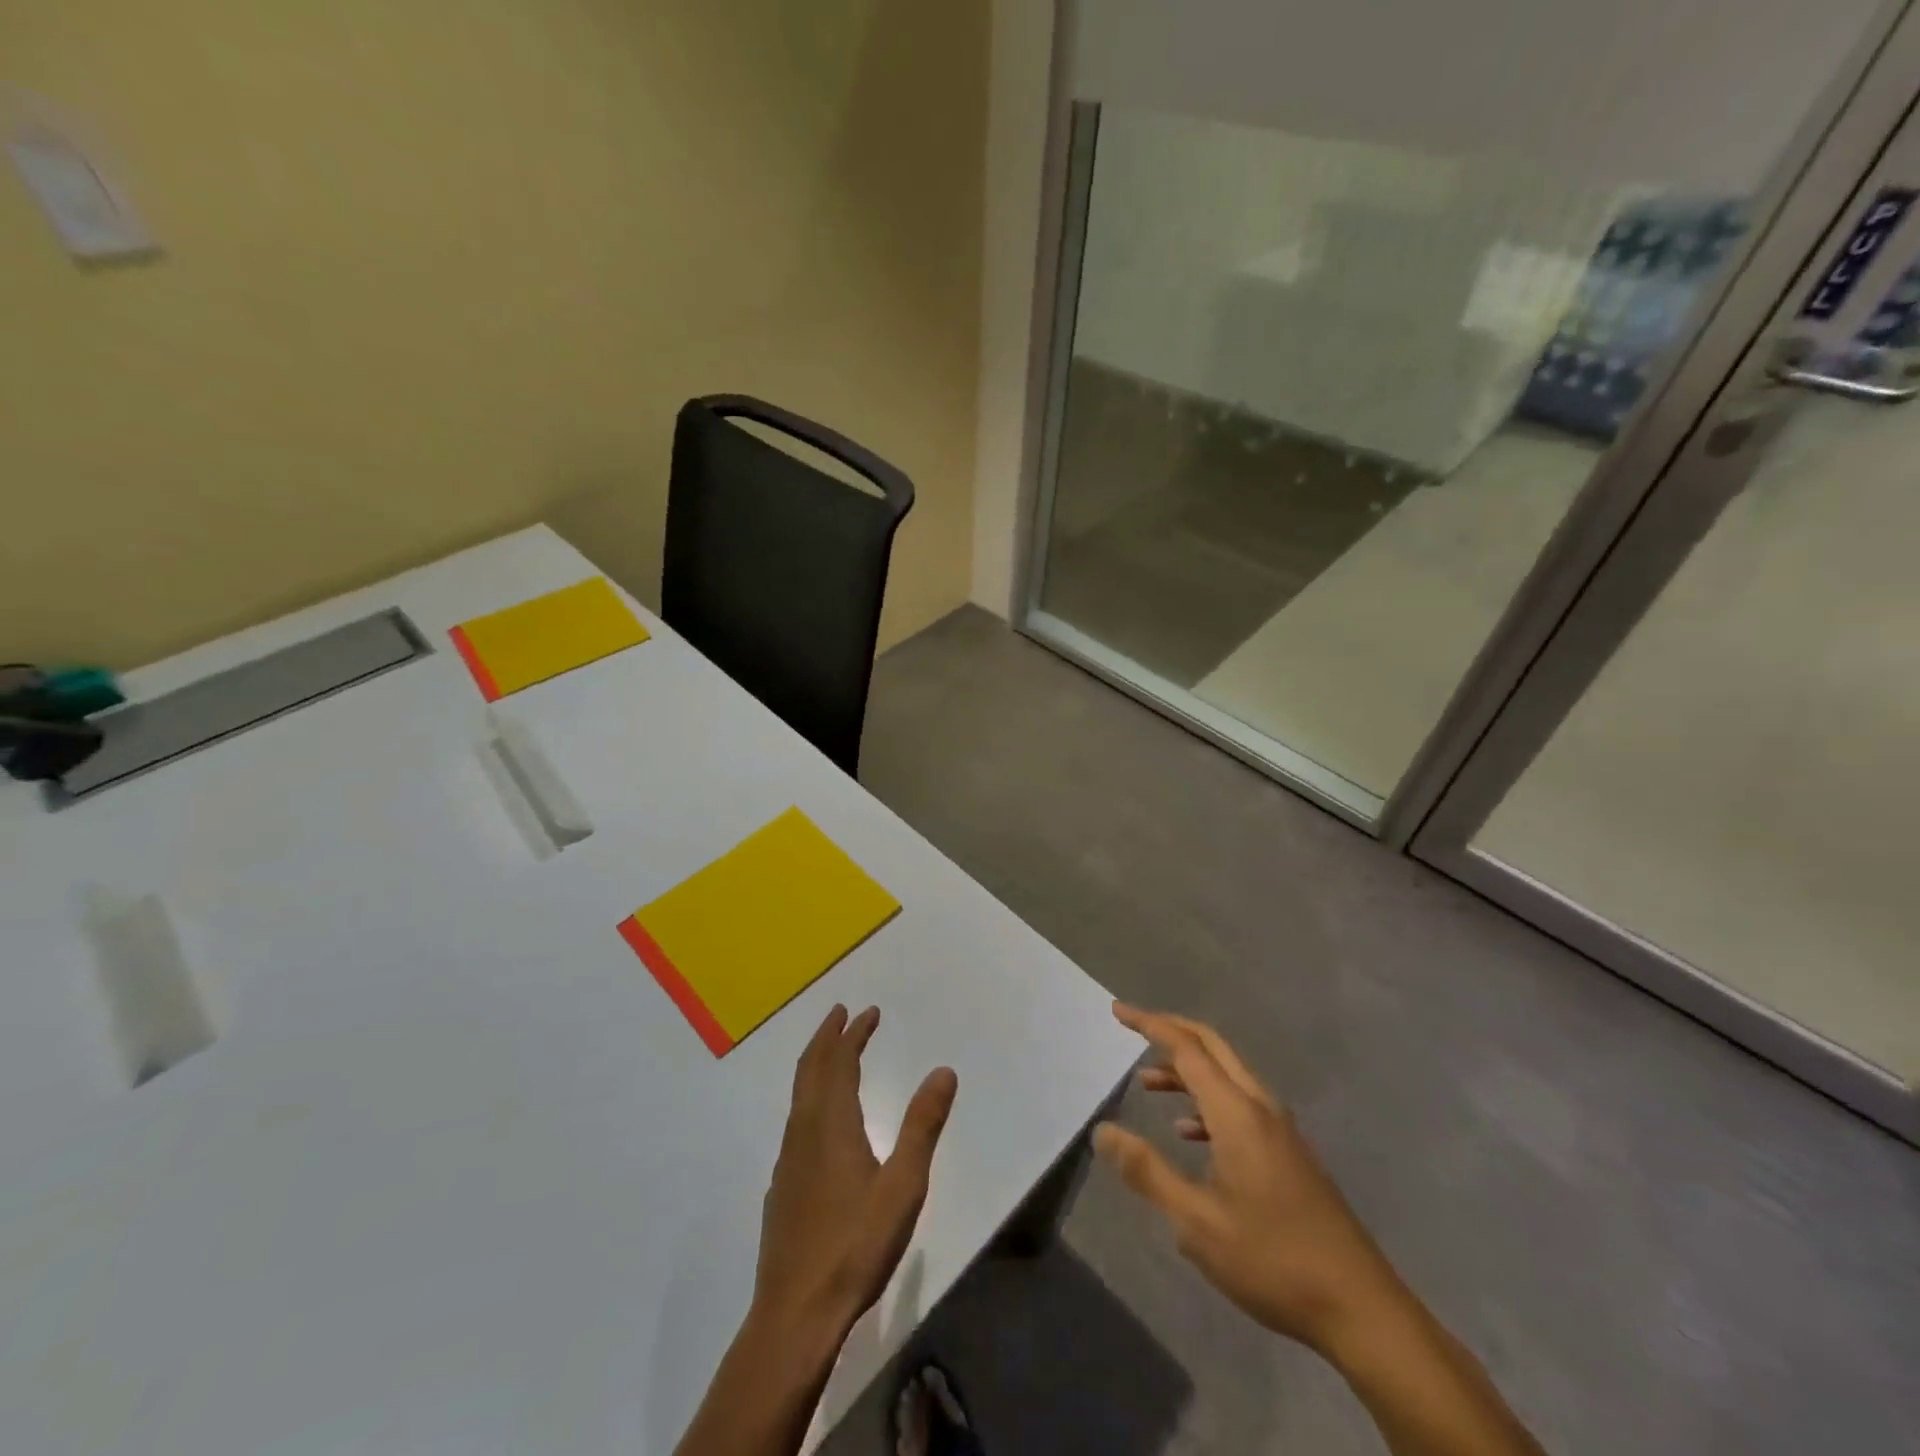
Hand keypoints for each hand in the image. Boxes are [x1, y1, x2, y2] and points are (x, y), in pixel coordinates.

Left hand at [753, 1005, 958, 1339]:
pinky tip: (820, 1120)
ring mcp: (788, 1159)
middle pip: (811, 1068)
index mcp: (831, 1123)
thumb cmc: (855, 1245)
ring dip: (816, 1064)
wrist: (796, 1313)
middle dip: (827, 1037)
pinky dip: (809, 1096)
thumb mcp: (903, 1185)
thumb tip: (943, 1071)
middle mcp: (804, 1131)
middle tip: (842, 1014)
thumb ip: (922, 1125)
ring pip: (799, 1094)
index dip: (853, 1033)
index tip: (868, 1012)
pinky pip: (795, 1120)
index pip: (839, 1062)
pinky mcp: (782, 1186)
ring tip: (833, 1054)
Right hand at [1095, 1003, 1404, 1355]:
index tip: (1118, 1011)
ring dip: (1187, 1070)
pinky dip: (1208, 1101)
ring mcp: (1281, 1130)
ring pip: (1227, 1075)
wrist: (1361, 1309)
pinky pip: (1241, 1104)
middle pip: (1212, 1047)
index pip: (1187, 1049)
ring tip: (1147, 1084)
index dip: (1150, 1024)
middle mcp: (1260, 1107)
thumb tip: (1103, 1131)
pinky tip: (1189, 1133)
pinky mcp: (1290, 1153)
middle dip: (1171, 1030)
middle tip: (1132, 1028)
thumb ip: (1147, 1171)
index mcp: (1237, 1113)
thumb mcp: (1197, 1223)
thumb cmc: (1273, 1260)